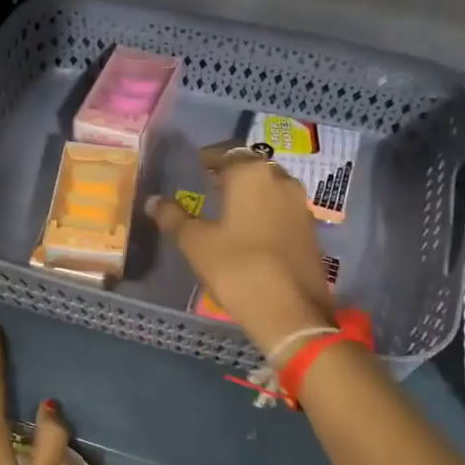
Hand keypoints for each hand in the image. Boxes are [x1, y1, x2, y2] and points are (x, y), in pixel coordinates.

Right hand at [148, 150, 335, 357]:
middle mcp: (281, 180)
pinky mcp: (310, 230)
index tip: (197, 163)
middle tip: (211, 181)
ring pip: (271, 186)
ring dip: (251, 190)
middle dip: (232, 171)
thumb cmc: (237, 268)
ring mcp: (300, 205)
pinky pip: (282, 208)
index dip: (210, 157)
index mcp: (251, 174)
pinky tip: (251, 228)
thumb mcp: (196, 243)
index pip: (227, 152)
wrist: (291, 312)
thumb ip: (174, 218)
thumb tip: (153, 201)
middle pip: (253, 166)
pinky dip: (265, 210)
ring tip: (230, 205)